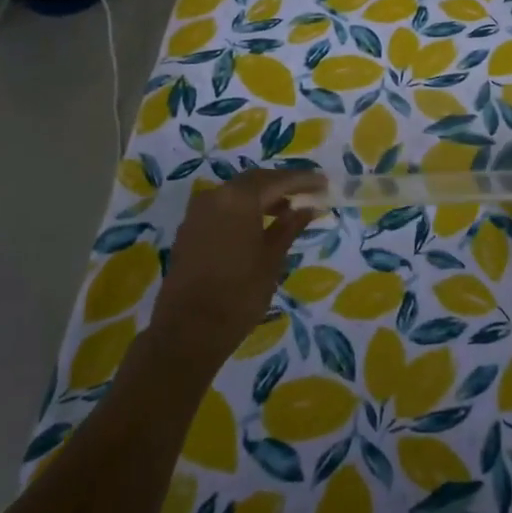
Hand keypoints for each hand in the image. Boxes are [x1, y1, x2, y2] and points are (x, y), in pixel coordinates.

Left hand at [147, 169, 326, 374]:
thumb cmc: (239, 294)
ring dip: (262, 197)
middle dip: (282, 184)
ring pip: (237, 193)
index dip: (303, 180)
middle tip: (307, 192)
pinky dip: (243, 209)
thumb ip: (290, 227)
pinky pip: (222, 207)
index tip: (324, 183)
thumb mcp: (272, 259)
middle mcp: (216, 196)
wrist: (187, 332)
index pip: (278, 180)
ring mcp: (198, 212)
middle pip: (255, 181)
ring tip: (287, 210)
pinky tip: (258, 225)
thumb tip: (309, 208)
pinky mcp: (189, 229)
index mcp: (239, 198)